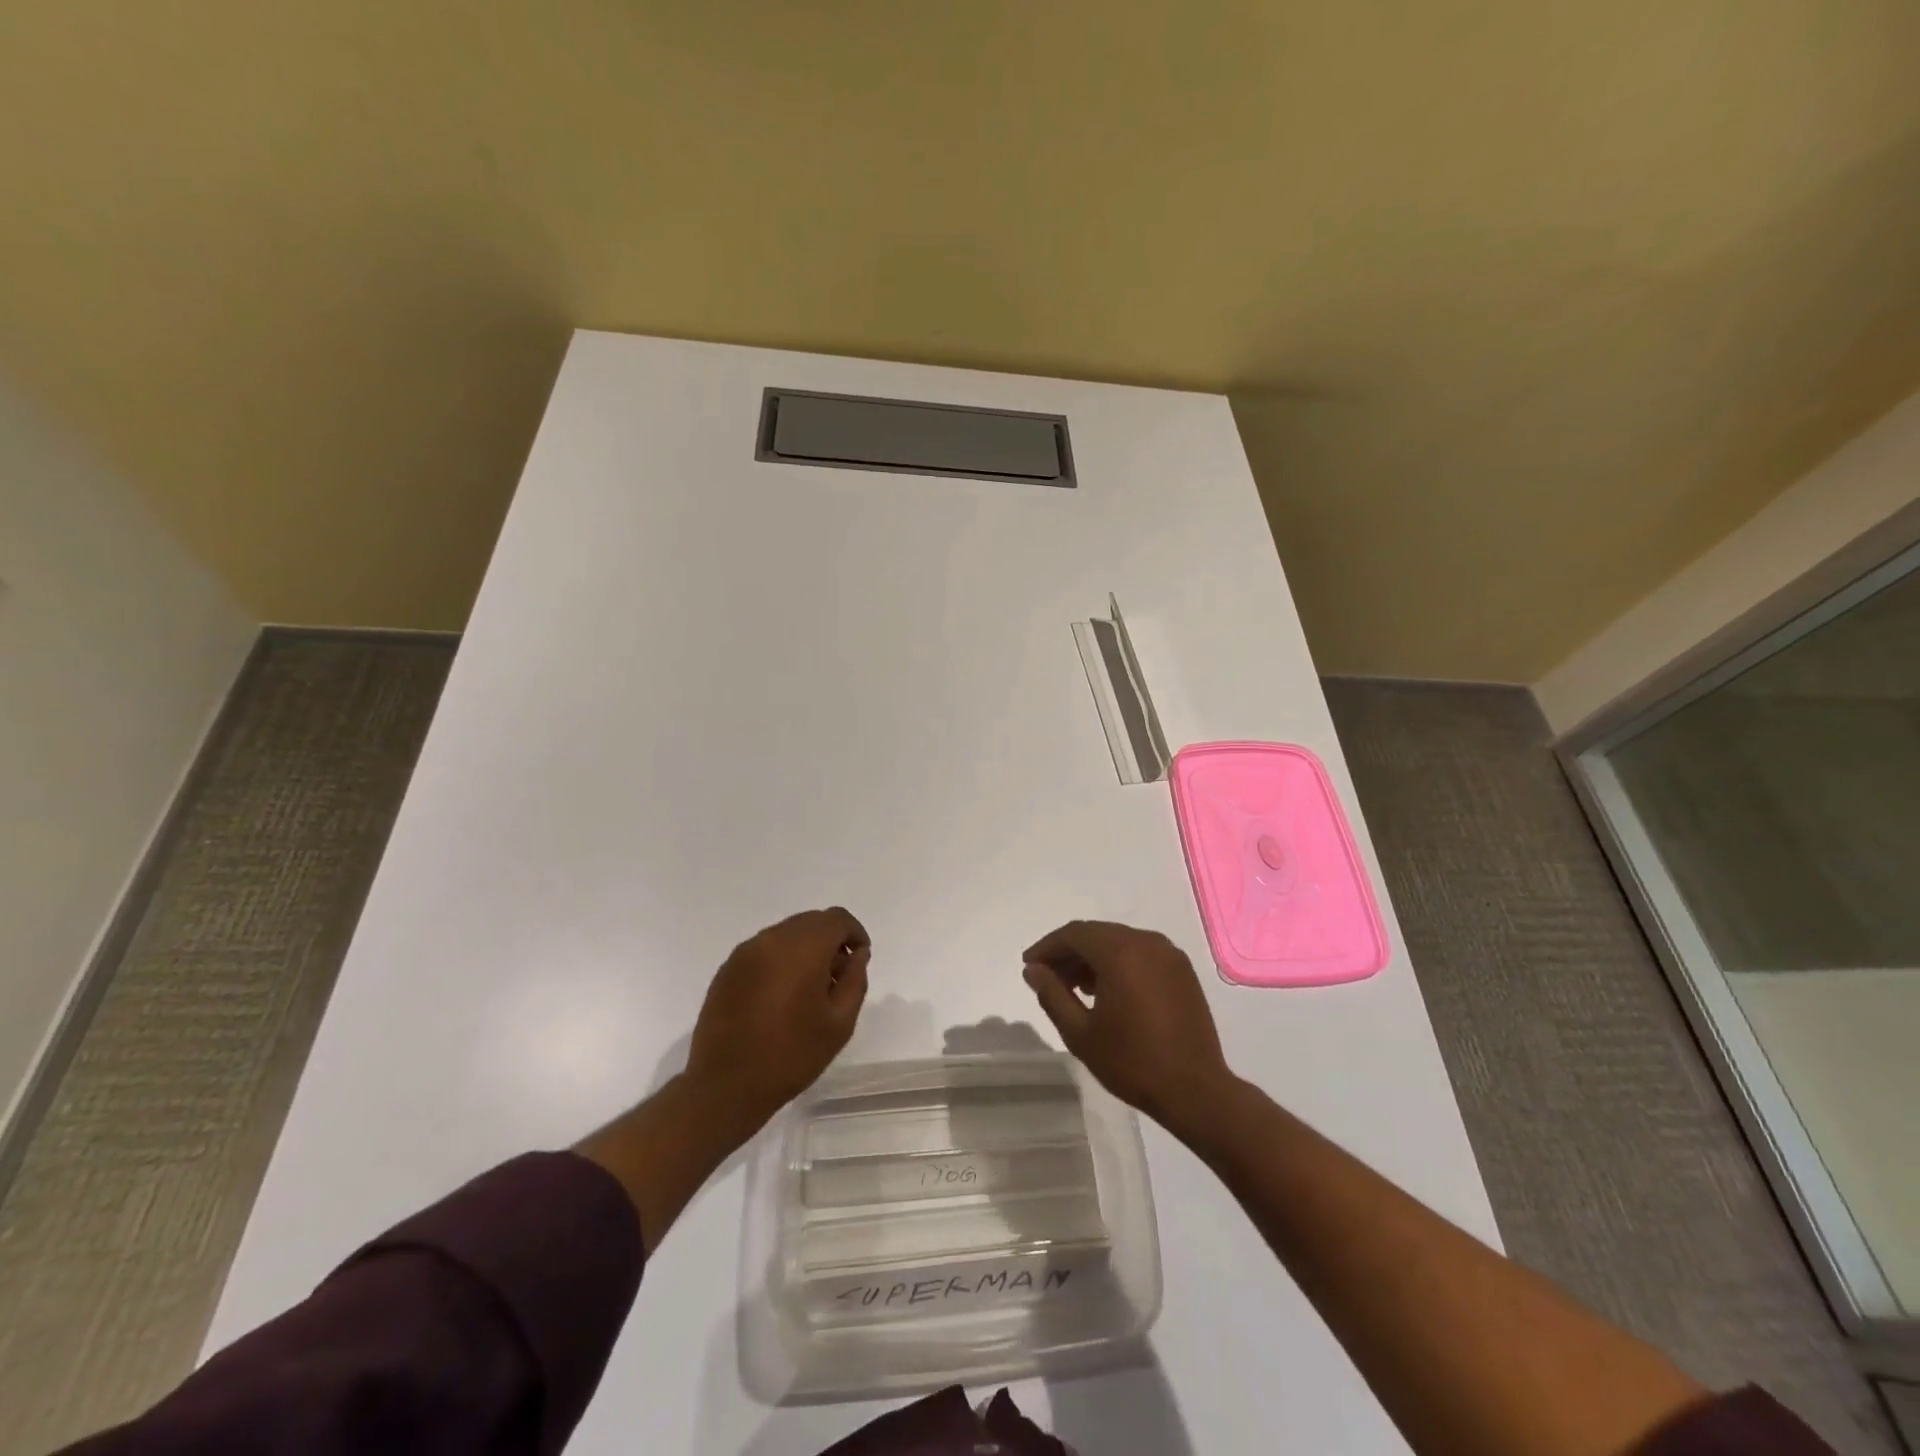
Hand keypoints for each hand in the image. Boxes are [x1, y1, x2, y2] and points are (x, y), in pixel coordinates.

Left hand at [685, 907, 869, 1130]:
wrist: (725, 1086)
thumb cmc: (791, 1055)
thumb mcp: (840, 1023)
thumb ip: (855, 980)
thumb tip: (856, 955)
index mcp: (803, 947)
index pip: (836, 919)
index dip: (854, 933)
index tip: (859, 958)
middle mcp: (772, 939)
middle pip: (810, 922)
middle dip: (829, 941)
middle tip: (836, 977)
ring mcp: (745, 952)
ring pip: (785, 935)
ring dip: (804, 950)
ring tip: (808, 990)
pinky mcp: (727, 969)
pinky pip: (763, 951)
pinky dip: (780, 961)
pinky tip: (780, 997)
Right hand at [1022, 920, 1234, 1135]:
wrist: (1195, 1091)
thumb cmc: (1132, 1062)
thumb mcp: (1080, 1033)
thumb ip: (1052, 994)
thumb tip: (1033, 970)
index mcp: (1120, 952)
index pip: (1074, 934)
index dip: (1047, 947)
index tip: (1029, 966)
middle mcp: (1146, 942)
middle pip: (1097, 934)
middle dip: (1069, 952)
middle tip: (1048, 978)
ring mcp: (1169, 954)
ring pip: (1119, 942)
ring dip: (1093, 957)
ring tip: (1075, 988)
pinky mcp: (1182, 971)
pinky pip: (1141, 953)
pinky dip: (1118, 963)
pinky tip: (1108, 990)